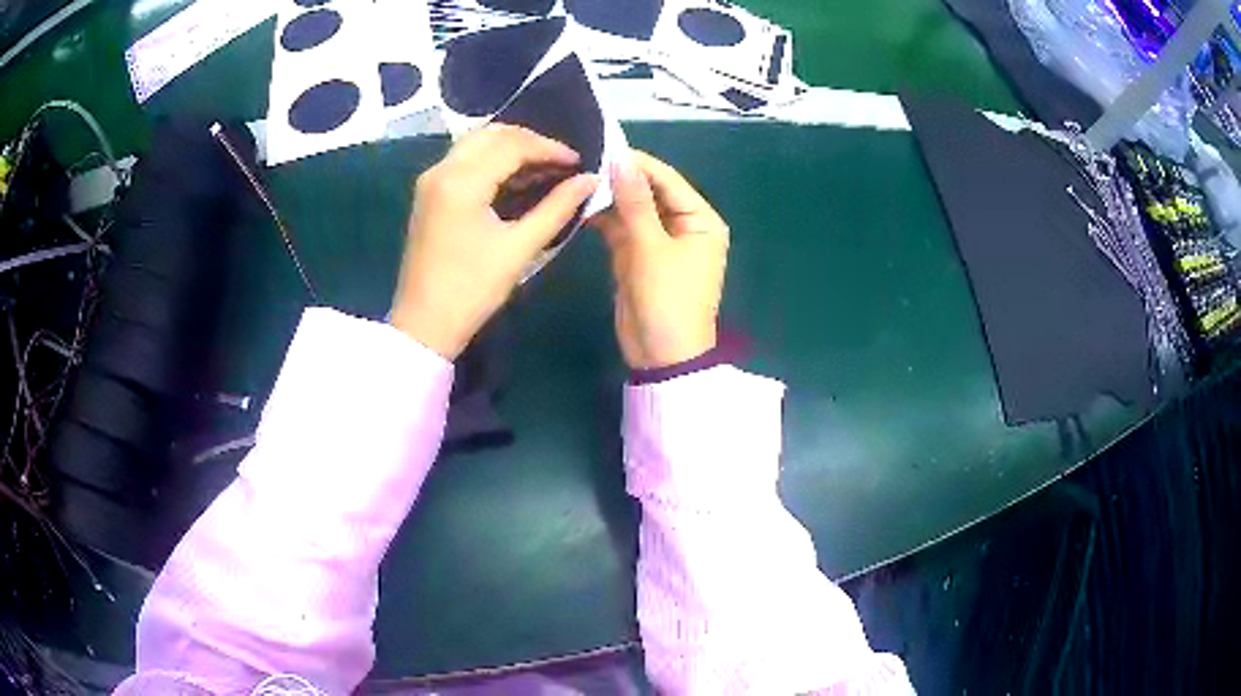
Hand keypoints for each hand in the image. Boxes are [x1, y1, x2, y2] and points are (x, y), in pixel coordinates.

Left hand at [391, 125, 598, 358]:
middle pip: (491, 134)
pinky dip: (491, 160)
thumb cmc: (473, 290)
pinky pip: (464, 160)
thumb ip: (557, 208)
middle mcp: (442, 170)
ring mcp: (431, 180)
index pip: (512, 146)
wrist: (424, 324)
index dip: (549, 149)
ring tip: (543, 167)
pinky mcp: (428, 193)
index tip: (578, 162)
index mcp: (462, 182)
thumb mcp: (519, 248)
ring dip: (510, 148)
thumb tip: (590, 180)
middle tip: (560, 161)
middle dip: (529, 142)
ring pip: (476, 143)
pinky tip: (515, 178)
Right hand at [591, 152, 728, 369]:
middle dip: (619, 178)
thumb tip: (621, 159)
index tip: (602, 145)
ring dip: (608, 197)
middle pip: (648, 191)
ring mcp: (659, 240)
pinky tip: (579, 204)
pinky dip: (603, 219)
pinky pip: (621, 229)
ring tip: (576, 177)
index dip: (636, 162)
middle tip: (582, 159)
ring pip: (632, 209)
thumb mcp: (651, 248)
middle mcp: (682, 224)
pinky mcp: (638, 256)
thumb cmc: (667, 300)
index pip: (666, 179)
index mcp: (699, 219)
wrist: (661, 356)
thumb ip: (634, 202)